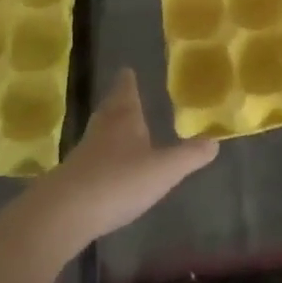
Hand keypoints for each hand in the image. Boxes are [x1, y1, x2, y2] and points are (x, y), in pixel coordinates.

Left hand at [30, 68, 217, 246]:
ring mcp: (84, 154)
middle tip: (123, 93)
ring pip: (99, 132)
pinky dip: (102, 156)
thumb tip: (216, 141)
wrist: (65, 212)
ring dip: (109, 128)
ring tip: (119, 127)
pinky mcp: (73, 178)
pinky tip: (108, 166)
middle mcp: (102, 130)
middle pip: (110, 109)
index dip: (128, 82)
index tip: (127, 70)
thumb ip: (189, 156)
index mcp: (124, 120)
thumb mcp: (163, 170)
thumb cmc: (119, 181)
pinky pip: (92, 158)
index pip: (126, 92)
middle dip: (119, 101)